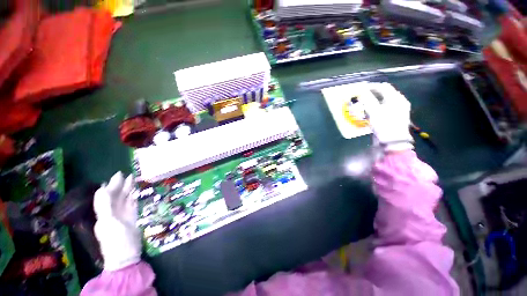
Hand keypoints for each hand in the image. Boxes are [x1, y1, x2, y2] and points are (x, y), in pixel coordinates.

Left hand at [93, 172, 141, 270]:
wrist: (126, 256)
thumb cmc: (117, 240)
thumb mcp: (109, 223)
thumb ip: (105, 206)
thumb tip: (103, 189)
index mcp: (104, 214)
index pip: (106, 197)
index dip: (111, 186)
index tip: (119, 175)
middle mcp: (112, 214)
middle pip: (116, 197)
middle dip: (121, 186)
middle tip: (128, 175)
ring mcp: (122, 216)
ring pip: (125, 200)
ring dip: (128, 190)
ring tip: (133, 180)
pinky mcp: (131, 219)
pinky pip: (132, 205)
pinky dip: (133, 198)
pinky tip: (136, 193)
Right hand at [361, 82, 413, 151]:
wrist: (393, 141)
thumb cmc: (383, 125)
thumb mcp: (373, 111)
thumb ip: (367, 99)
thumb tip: (361, 91)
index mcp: (396, 98)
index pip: (383, 87)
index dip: (371, 86)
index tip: (360, 89)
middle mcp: (399, 101)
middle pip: (385, 93)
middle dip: (373, 93)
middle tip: (362, 96)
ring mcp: (399, 109)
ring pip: (385, 100)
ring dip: (375, 100)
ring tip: (365, 103)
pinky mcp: (396, 116)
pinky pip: (386, 107)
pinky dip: (378, 106)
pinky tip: (372, 111)